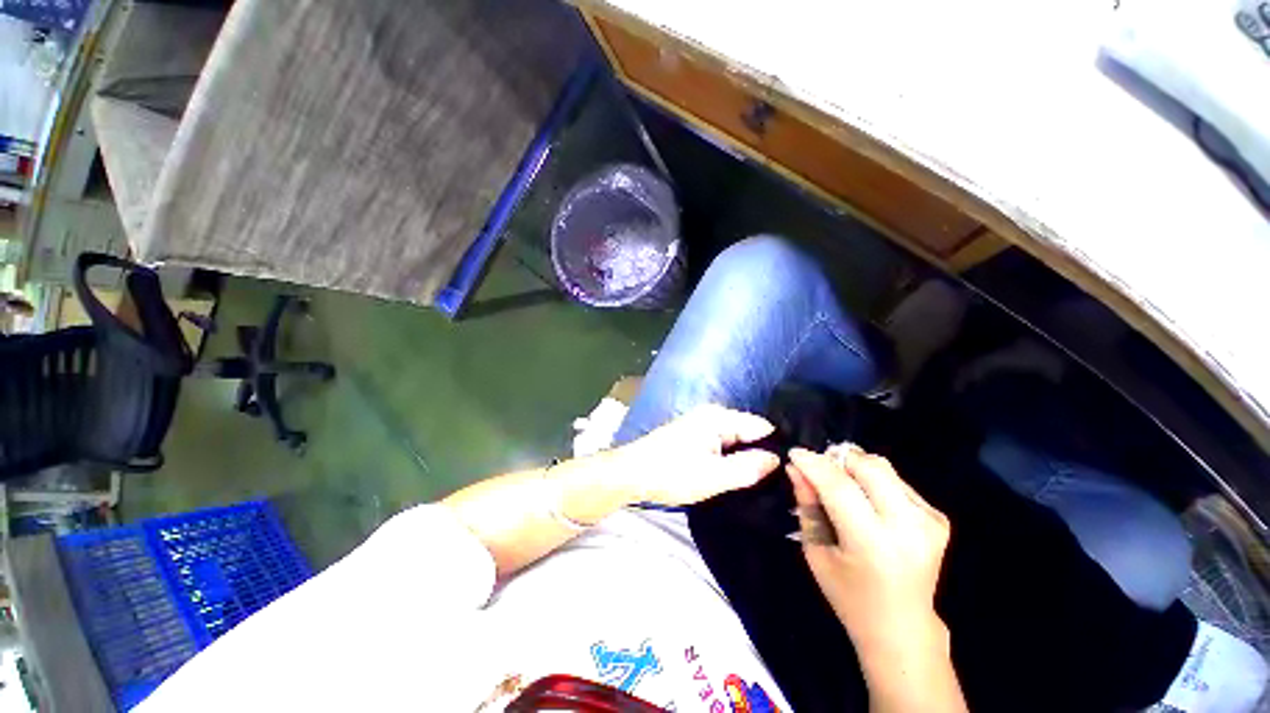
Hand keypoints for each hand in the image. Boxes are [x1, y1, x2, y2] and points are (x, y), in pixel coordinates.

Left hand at [609, 405, 780, 506]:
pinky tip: (736, 472)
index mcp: (718, 418)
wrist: (631, 474)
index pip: (760, 426)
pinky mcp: (693, 435)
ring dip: (745, 455)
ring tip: (763, 478)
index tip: (792, 468)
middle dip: (761, 451)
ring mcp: (700, 423)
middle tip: (780, 478)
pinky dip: (730, 455)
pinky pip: (721, 443)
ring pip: (734, 438)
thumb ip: (747, 467)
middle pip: (748, 431)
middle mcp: (711, 414)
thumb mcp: (713, 476)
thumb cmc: (671, 474)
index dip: (777, 445)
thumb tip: (776, 459)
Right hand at [787, 446, 950, 650]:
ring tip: (840, 483)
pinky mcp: (938, 518)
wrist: (903, 627)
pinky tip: (866, 501)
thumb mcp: (816, 552)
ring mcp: (929, 521)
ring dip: (854, 467)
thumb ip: (807, 506)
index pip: (839, 487)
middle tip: (818, 467)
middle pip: (869, 467)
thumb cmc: (849, 595)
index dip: (814, 464)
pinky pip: (896, 480)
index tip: (794, 453)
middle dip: (837, 458)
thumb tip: (795, 468)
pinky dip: (873, 480)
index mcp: (872, 543)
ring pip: (883, 467)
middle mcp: (908, 527)